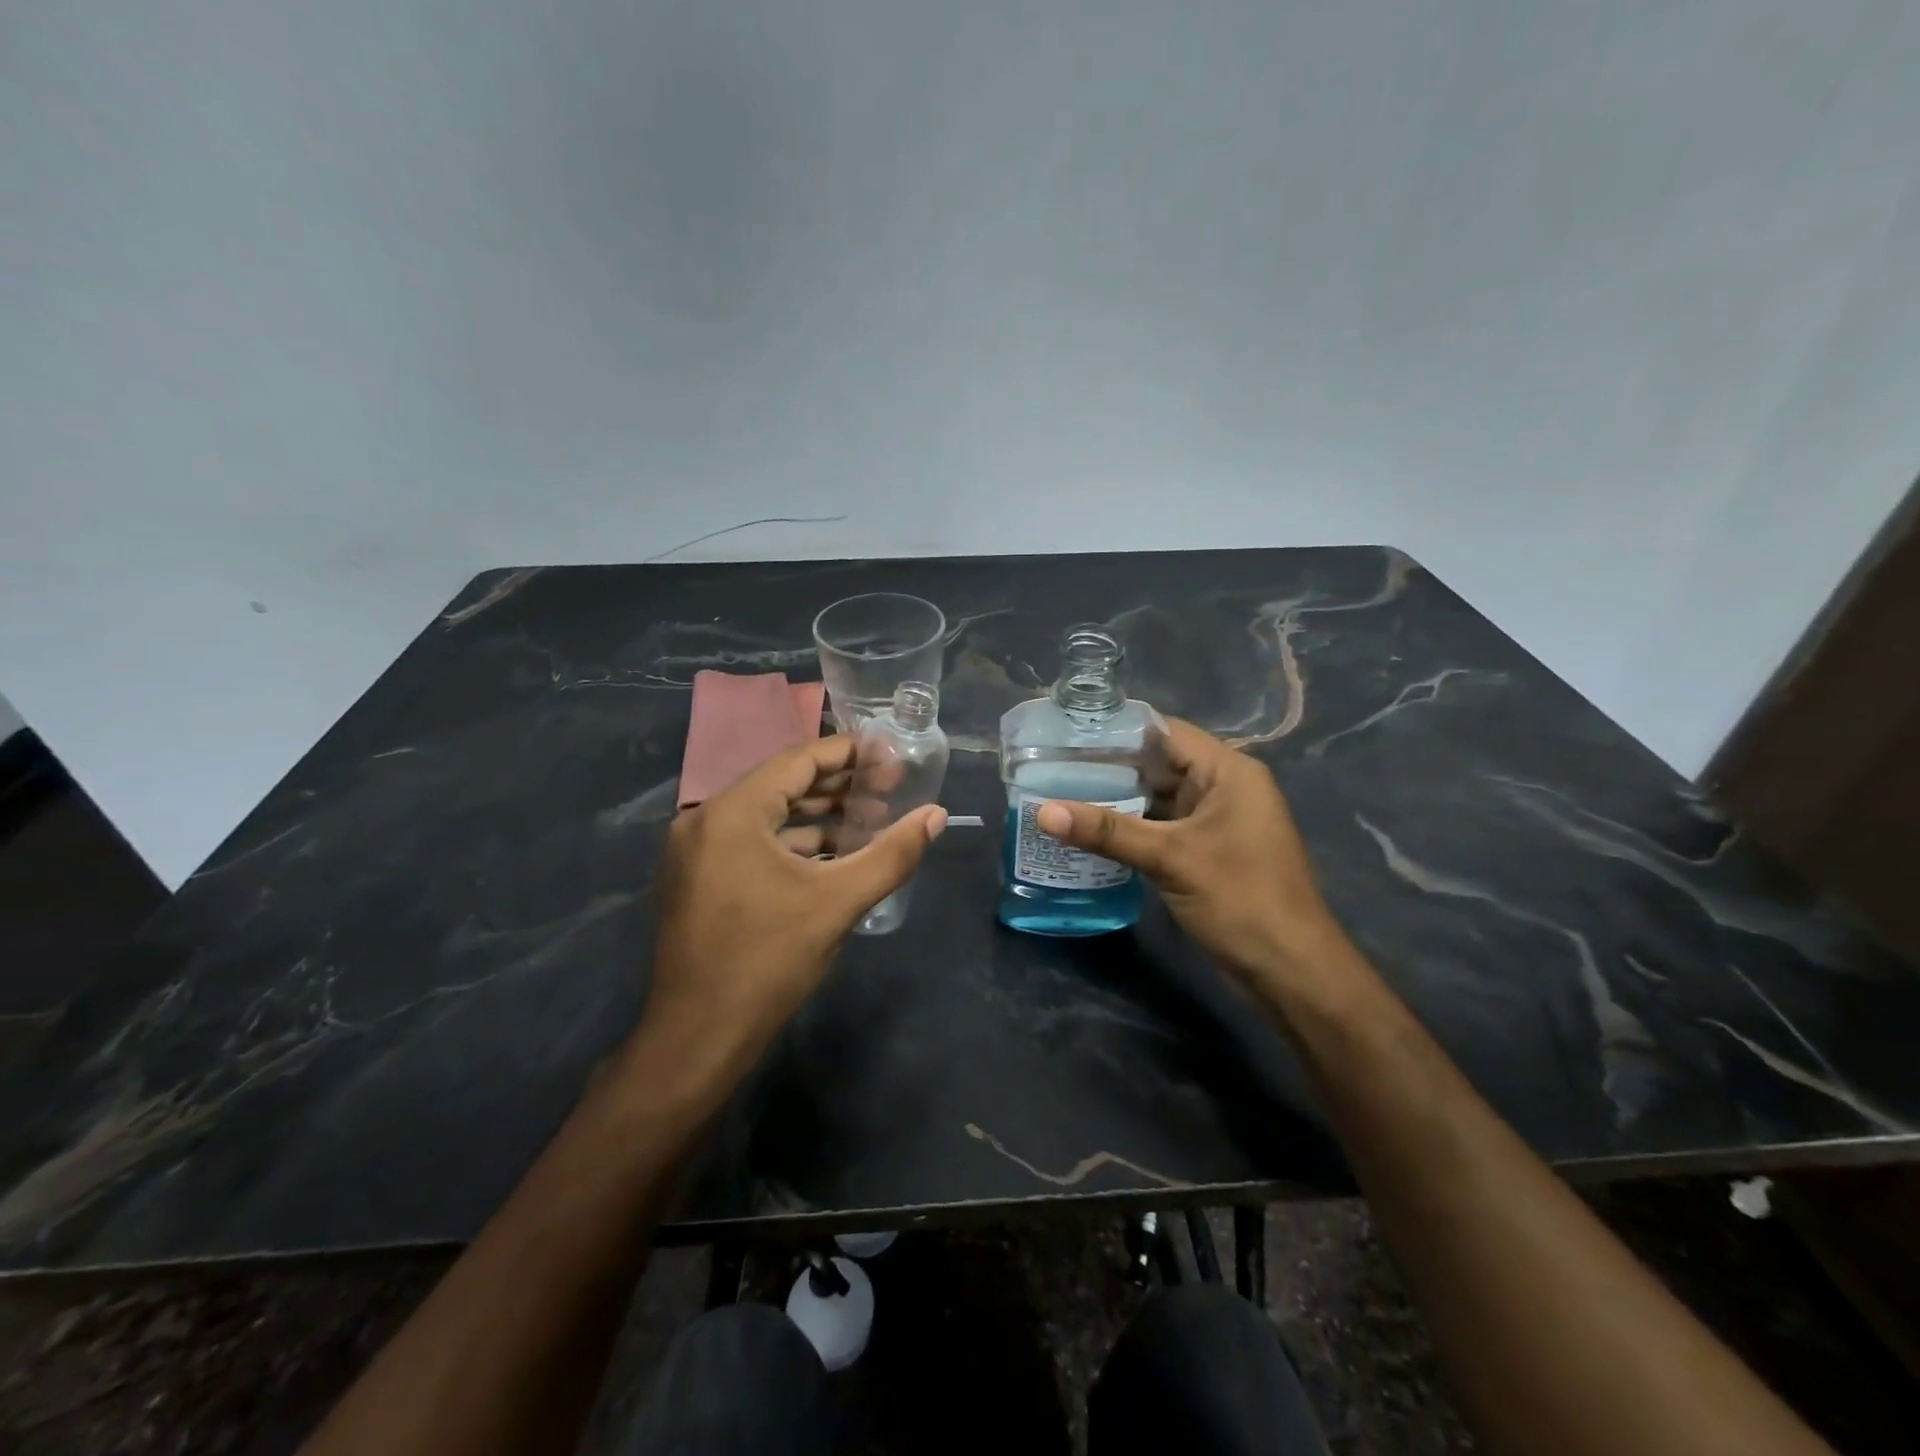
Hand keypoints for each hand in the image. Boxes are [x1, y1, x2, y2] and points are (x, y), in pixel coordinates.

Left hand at [634, 736, 946, 1090]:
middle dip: (840, 786)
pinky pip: (754, 842)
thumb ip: (892, 854)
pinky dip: (795, 842)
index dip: (848, 754)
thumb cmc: (767, 960)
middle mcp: (706, 819)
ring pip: (769, 816)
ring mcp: (697, 851)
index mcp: (733, 812)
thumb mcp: (838, 902)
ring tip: (872, 820)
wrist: (698, 1038)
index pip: (798, 761)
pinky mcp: (700, 878)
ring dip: (820, 816)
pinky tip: (836, 853)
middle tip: (890, 789)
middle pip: (783, 785)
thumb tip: (937, 816)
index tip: (890, 756)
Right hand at [1034, 718, 1352, 994]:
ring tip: (1061, 794)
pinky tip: (1091, 832)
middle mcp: (1224, 788)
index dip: (1119, 730)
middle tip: (1053, 766)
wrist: (1291, 971)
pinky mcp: (1207, 852)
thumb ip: (1107, 831)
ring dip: (1118, 800)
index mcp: (1228, 771)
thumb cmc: (1240, 899)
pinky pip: (1163, 827)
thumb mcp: (1170, 858)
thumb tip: (1042, 812)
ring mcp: (1216, 822)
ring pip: (1159, 799)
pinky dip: (1132, 828)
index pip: (1166, 731)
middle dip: (1111, 767)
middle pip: (1160, 764)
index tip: (1068, 733)